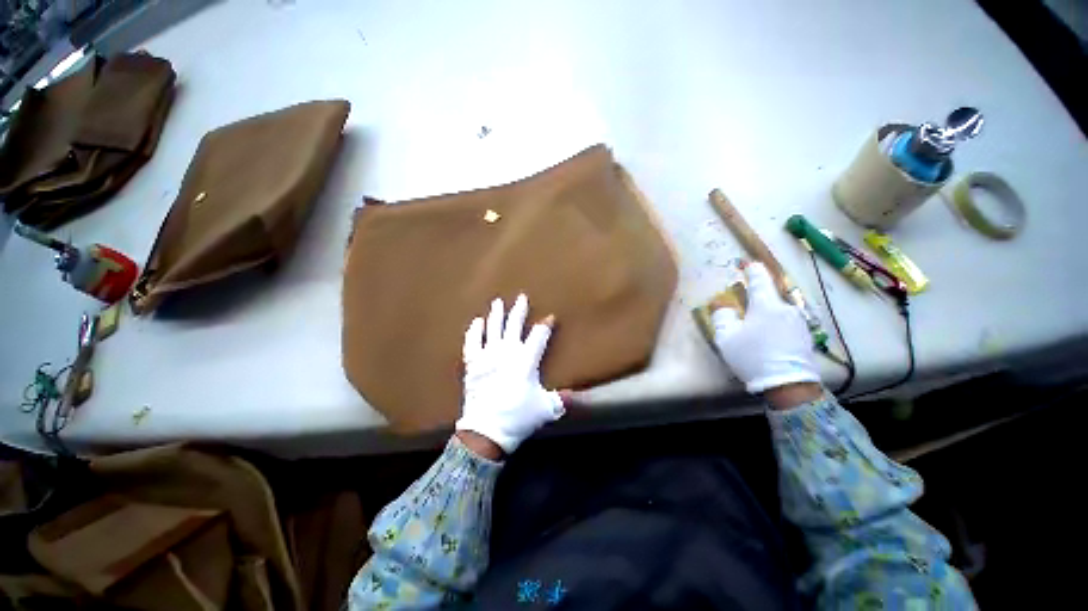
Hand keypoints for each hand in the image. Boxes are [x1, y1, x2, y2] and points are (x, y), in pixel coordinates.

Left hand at [456, 294, 564, 454]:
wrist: (486, 431)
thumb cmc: (518, 417)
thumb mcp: (545, 409)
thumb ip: (560, 400)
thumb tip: (574, 396)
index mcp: (526, 361)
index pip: (538, 336)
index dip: (545, 326)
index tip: (549, 318)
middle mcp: (506, 353)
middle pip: (514, 326)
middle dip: (519, 310)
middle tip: (521, 297)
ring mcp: (487, 357)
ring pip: (493, 329)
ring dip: (496, 315)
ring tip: (497, 302)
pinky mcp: (473, 365)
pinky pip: (472, 343)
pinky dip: (474, 332)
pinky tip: (477, 322)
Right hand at [712, 262, 820, 397]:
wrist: (789, 385)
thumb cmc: (753, 357)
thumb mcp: (727, 338)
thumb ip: (722, 316)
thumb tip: (723, 306)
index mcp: (766, 304)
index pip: (760, 278)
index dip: (752, 269)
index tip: (746, 264)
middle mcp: (786, 308)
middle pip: (769, 295)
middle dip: (756, 296)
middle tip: (743, 306)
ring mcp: (799, 322)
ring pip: (778, 309)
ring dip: (766, 312)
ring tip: (755, 326)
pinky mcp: (805, 335)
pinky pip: (786, 321)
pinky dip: (775, 323)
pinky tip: (768, 338)